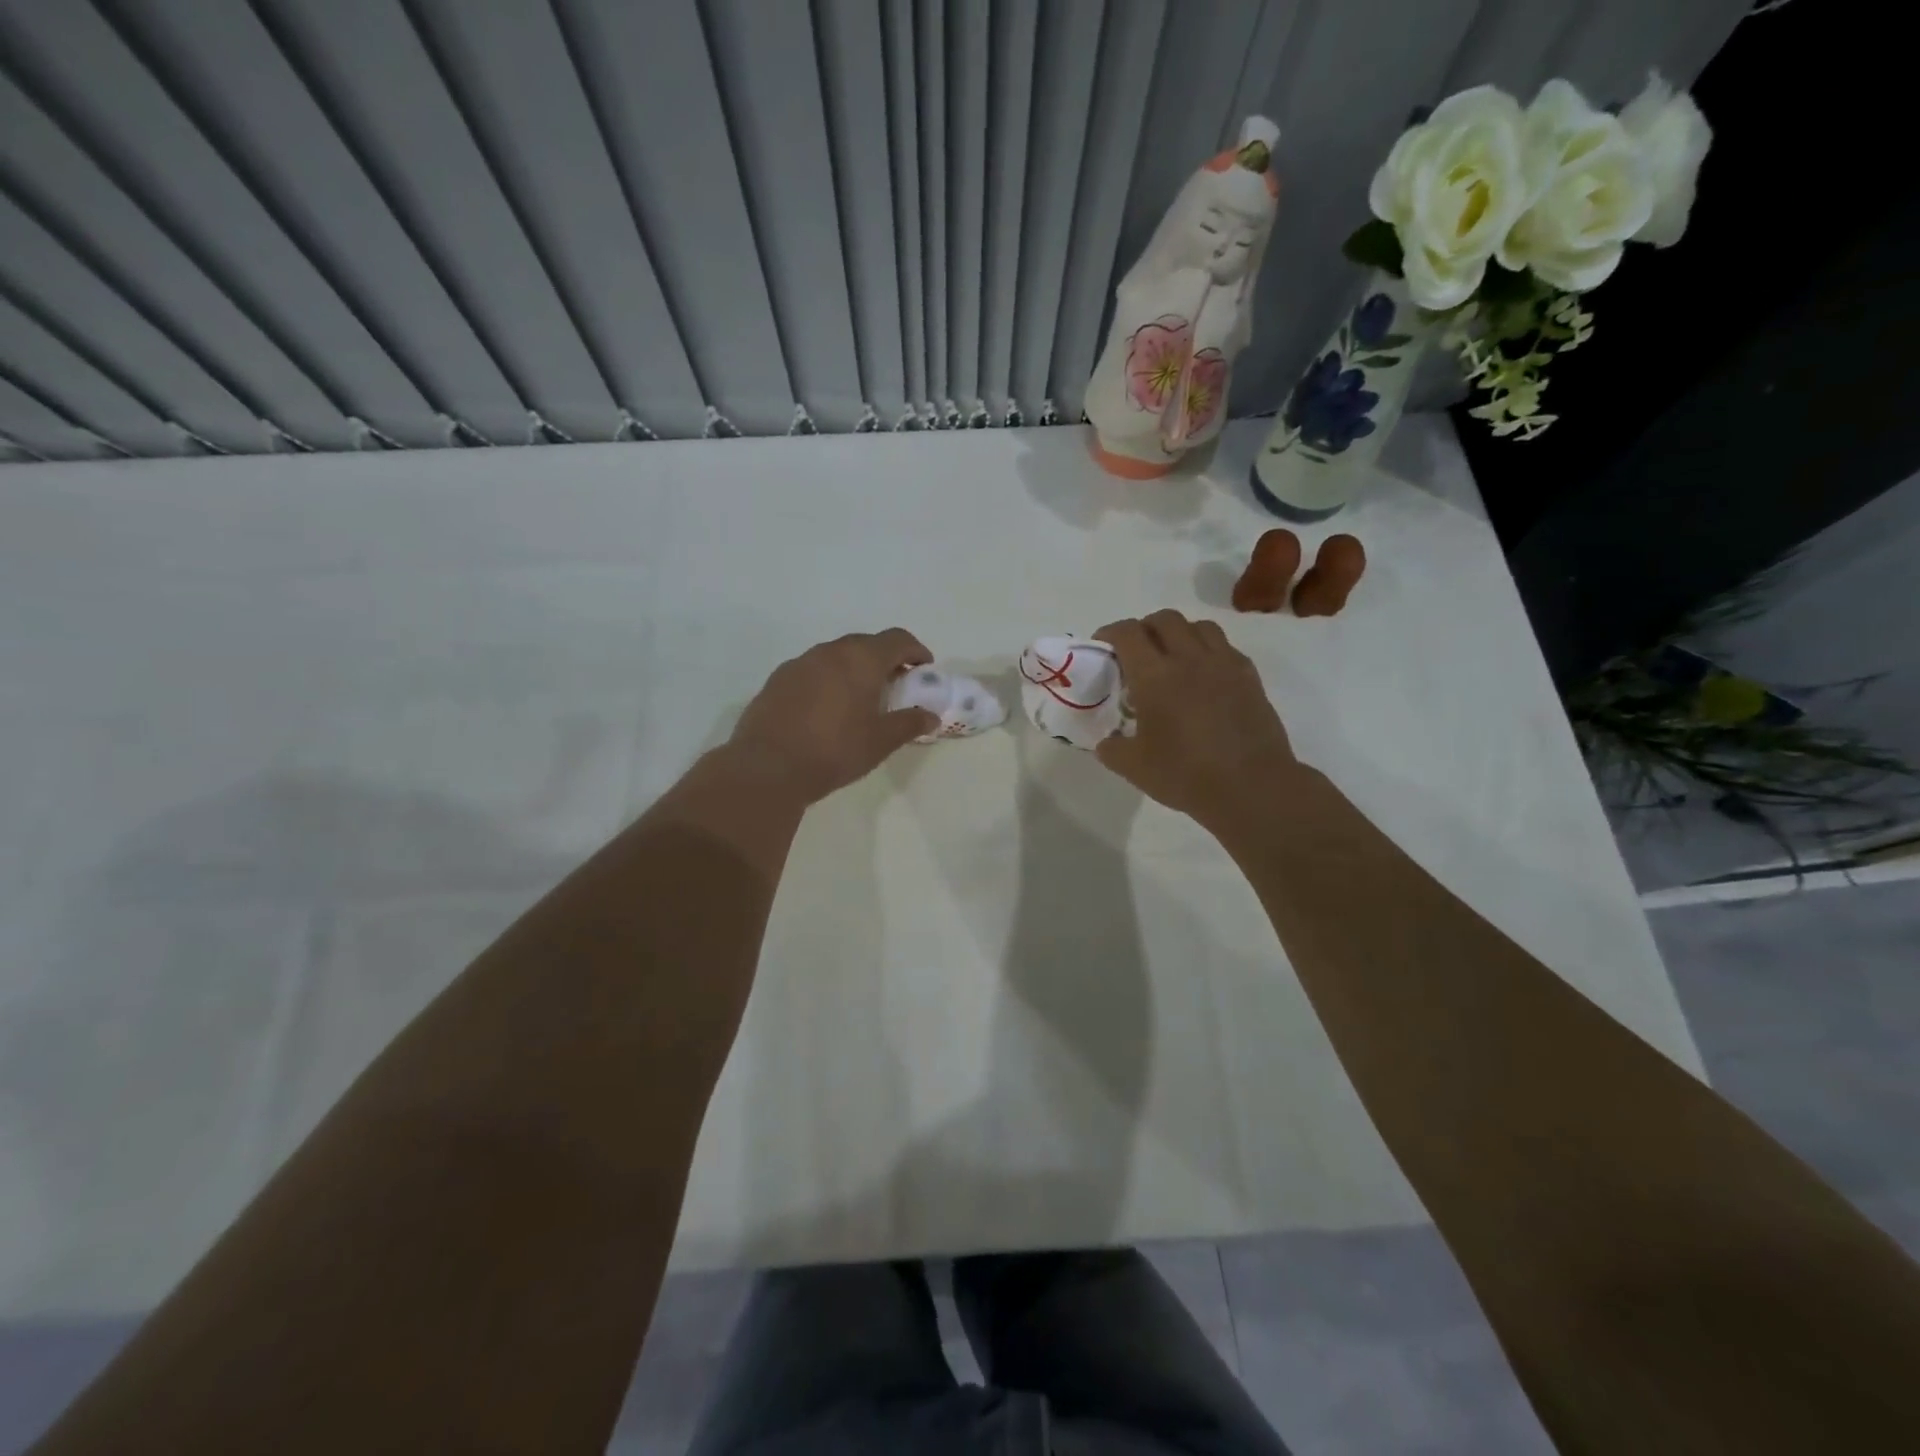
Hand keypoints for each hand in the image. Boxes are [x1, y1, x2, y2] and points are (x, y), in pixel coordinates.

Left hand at [727, 628, 938, 803]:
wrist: (767, 767)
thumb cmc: (834, 751)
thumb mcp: (880, 742)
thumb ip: (908, 724)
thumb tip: (930, 716)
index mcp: (860, 659)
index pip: (897, 639)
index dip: (916, 650)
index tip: (924, 669)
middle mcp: (829, 652)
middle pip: (865, 644)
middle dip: (885, 660)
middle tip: (895, 686)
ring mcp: (799, 663)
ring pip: (836, 656)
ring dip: (854, 669)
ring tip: (860, 699)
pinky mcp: (777, 680)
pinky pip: (812, 671)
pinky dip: (828, 681)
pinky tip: (826, 710)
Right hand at [1093, 610, 1300, 828]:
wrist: (1252, 787)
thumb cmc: (1186, 775)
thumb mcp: (1134, 767)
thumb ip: (1112, 748)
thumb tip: (1107, 741)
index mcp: (1154, 676)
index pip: (1127, 633)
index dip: (1110, 632)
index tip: (1102, 646)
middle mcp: (1189, 659)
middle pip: (1164, 619)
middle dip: (1144, 627)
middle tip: (1136, 651)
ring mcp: (1224, 664)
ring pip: (1199, 626)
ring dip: (1180, 633)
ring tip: (1172, 657)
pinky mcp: (1249, 677)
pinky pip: (1225, 647)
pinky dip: (1208, 650)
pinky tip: (1204, 676)